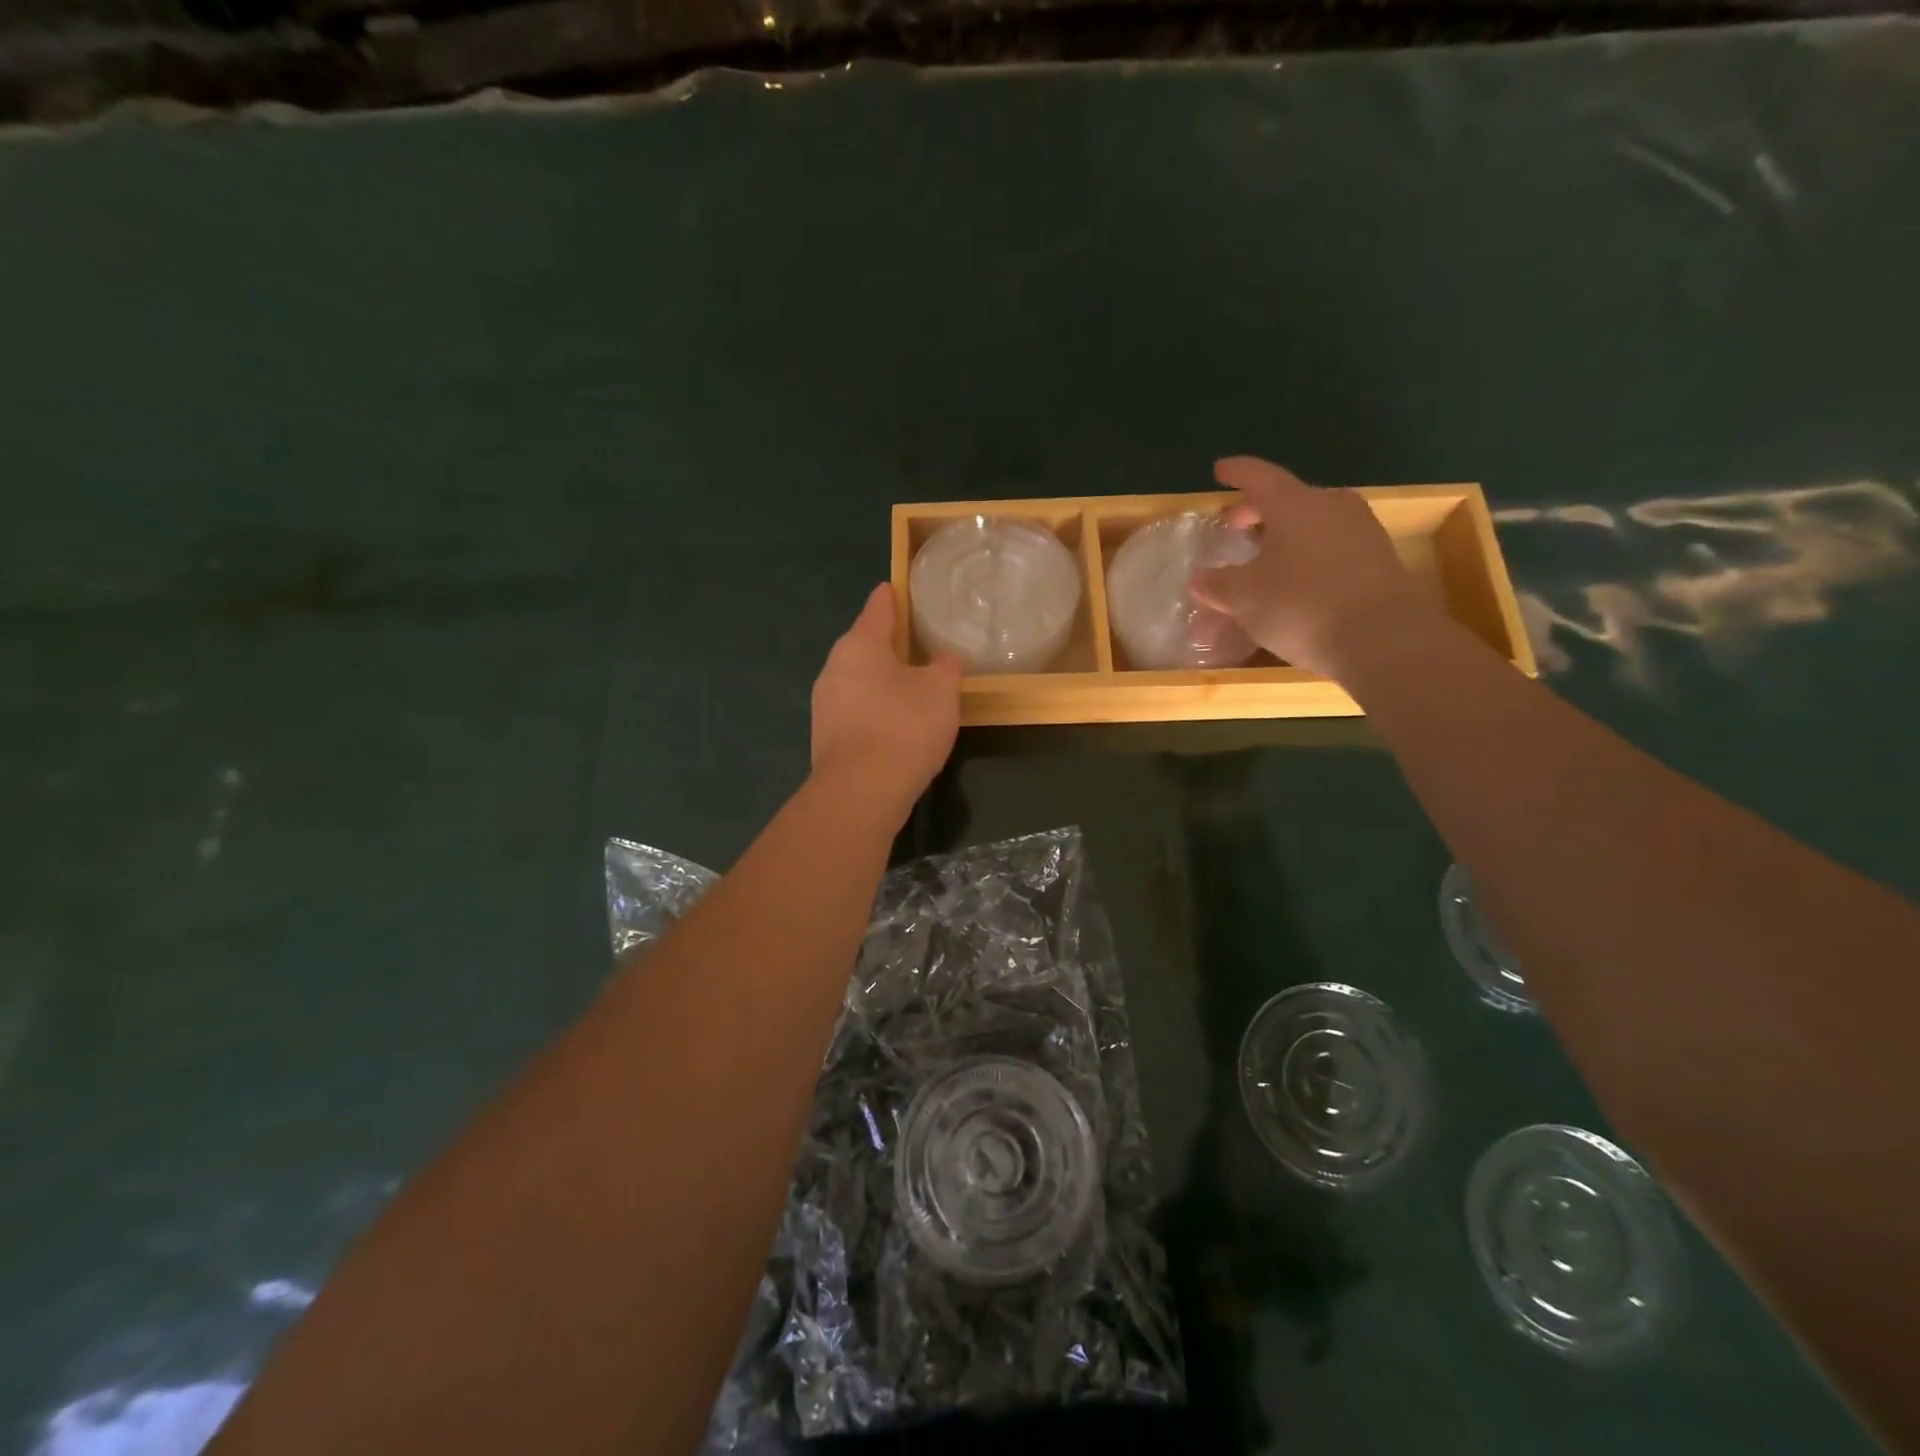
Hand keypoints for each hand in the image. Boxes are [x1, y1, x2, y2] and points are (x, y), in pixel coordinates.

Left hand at [811, 584, 960, 811]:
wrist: (861, 791)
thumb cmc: (904, 726)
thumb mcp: (941, 691)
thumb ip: (944, 667)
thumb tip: (941, 659)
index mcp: (860, 644)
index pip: (878, 607)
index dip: (892, 597)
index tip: (899, 589)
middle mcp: (834, 667)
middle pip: (863, 644)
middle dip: (887, 643)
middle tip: (917, 644)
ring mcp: (825, 704)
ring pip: (857, 680)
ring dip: (880, 680)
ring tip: (910, 686)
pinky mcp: (826, 736)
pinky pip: (855, 710)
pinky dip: (874, 709)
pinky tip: (895, 724)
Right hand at [1190, 457, 1438, 681]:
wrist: (1384, 640)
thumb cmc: (1303, 606)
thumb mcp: (1245, 598)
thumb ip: (1217, 584)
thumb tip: (1200, 578)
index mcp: (1294, 505)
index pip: (1259, 477)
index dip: (1237, 473)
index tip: (1220, 470)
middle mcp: (1332, 507)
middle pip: (1289, 499)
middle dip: (1258, 512)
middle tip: (1236, 528)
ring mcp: (1362, 531)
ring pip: (1314, 523)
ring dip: (1287, 536)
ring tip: (1265, 559)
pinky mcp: (1380, 560)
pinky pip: (1333, 548)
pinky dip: (1309, 557)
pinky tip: (1297, 582)